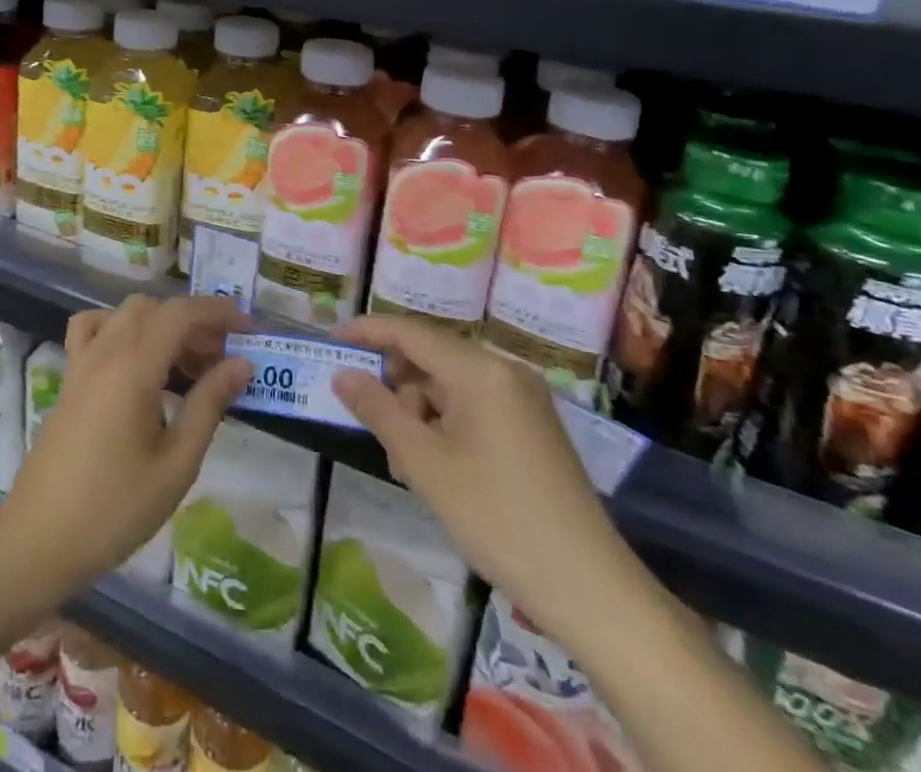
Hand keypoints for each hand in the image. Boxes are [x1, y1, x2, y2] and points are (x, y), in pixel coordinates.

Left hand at [0, 296, 252, 598]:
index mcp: (133, 367)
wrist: (40, 539)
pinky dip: (120, 328)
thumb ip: (209, 405)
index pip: (179, 314)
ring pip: (125, 314)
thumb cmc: (115, 508)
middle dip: (192, 322)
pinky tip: (136, 361)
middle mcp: (104, 351)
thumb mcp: (176, 464)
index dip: (216, 311)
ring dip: (160, 324)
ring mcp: (81, 362)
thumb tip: (241, 364)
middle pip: (154, 308)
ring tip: (186, 365)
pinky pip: (93, 329)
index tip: (247, 327)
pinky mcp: (69, 378)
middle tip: (221, 360)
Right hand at [331, 316, 623, 618]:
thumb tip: (342, 375)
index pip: (410, 332)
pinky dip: (445, 424)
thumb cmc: (497, 518)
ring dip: (418, 411)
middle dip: (394, 384)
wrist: (590, 590)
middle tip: (368, 422)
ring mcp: (523, 398)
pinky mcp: (532, 425)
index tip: (330, 341)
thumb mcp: (424, 464)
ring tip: (405, 463)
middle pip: (430, 357)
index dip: (366, 331)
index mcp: (480, 370)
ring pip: (449, 385)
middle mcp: (505, 370)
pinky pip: (473, 405)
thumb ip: (378, 410)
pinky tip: (435, 466)